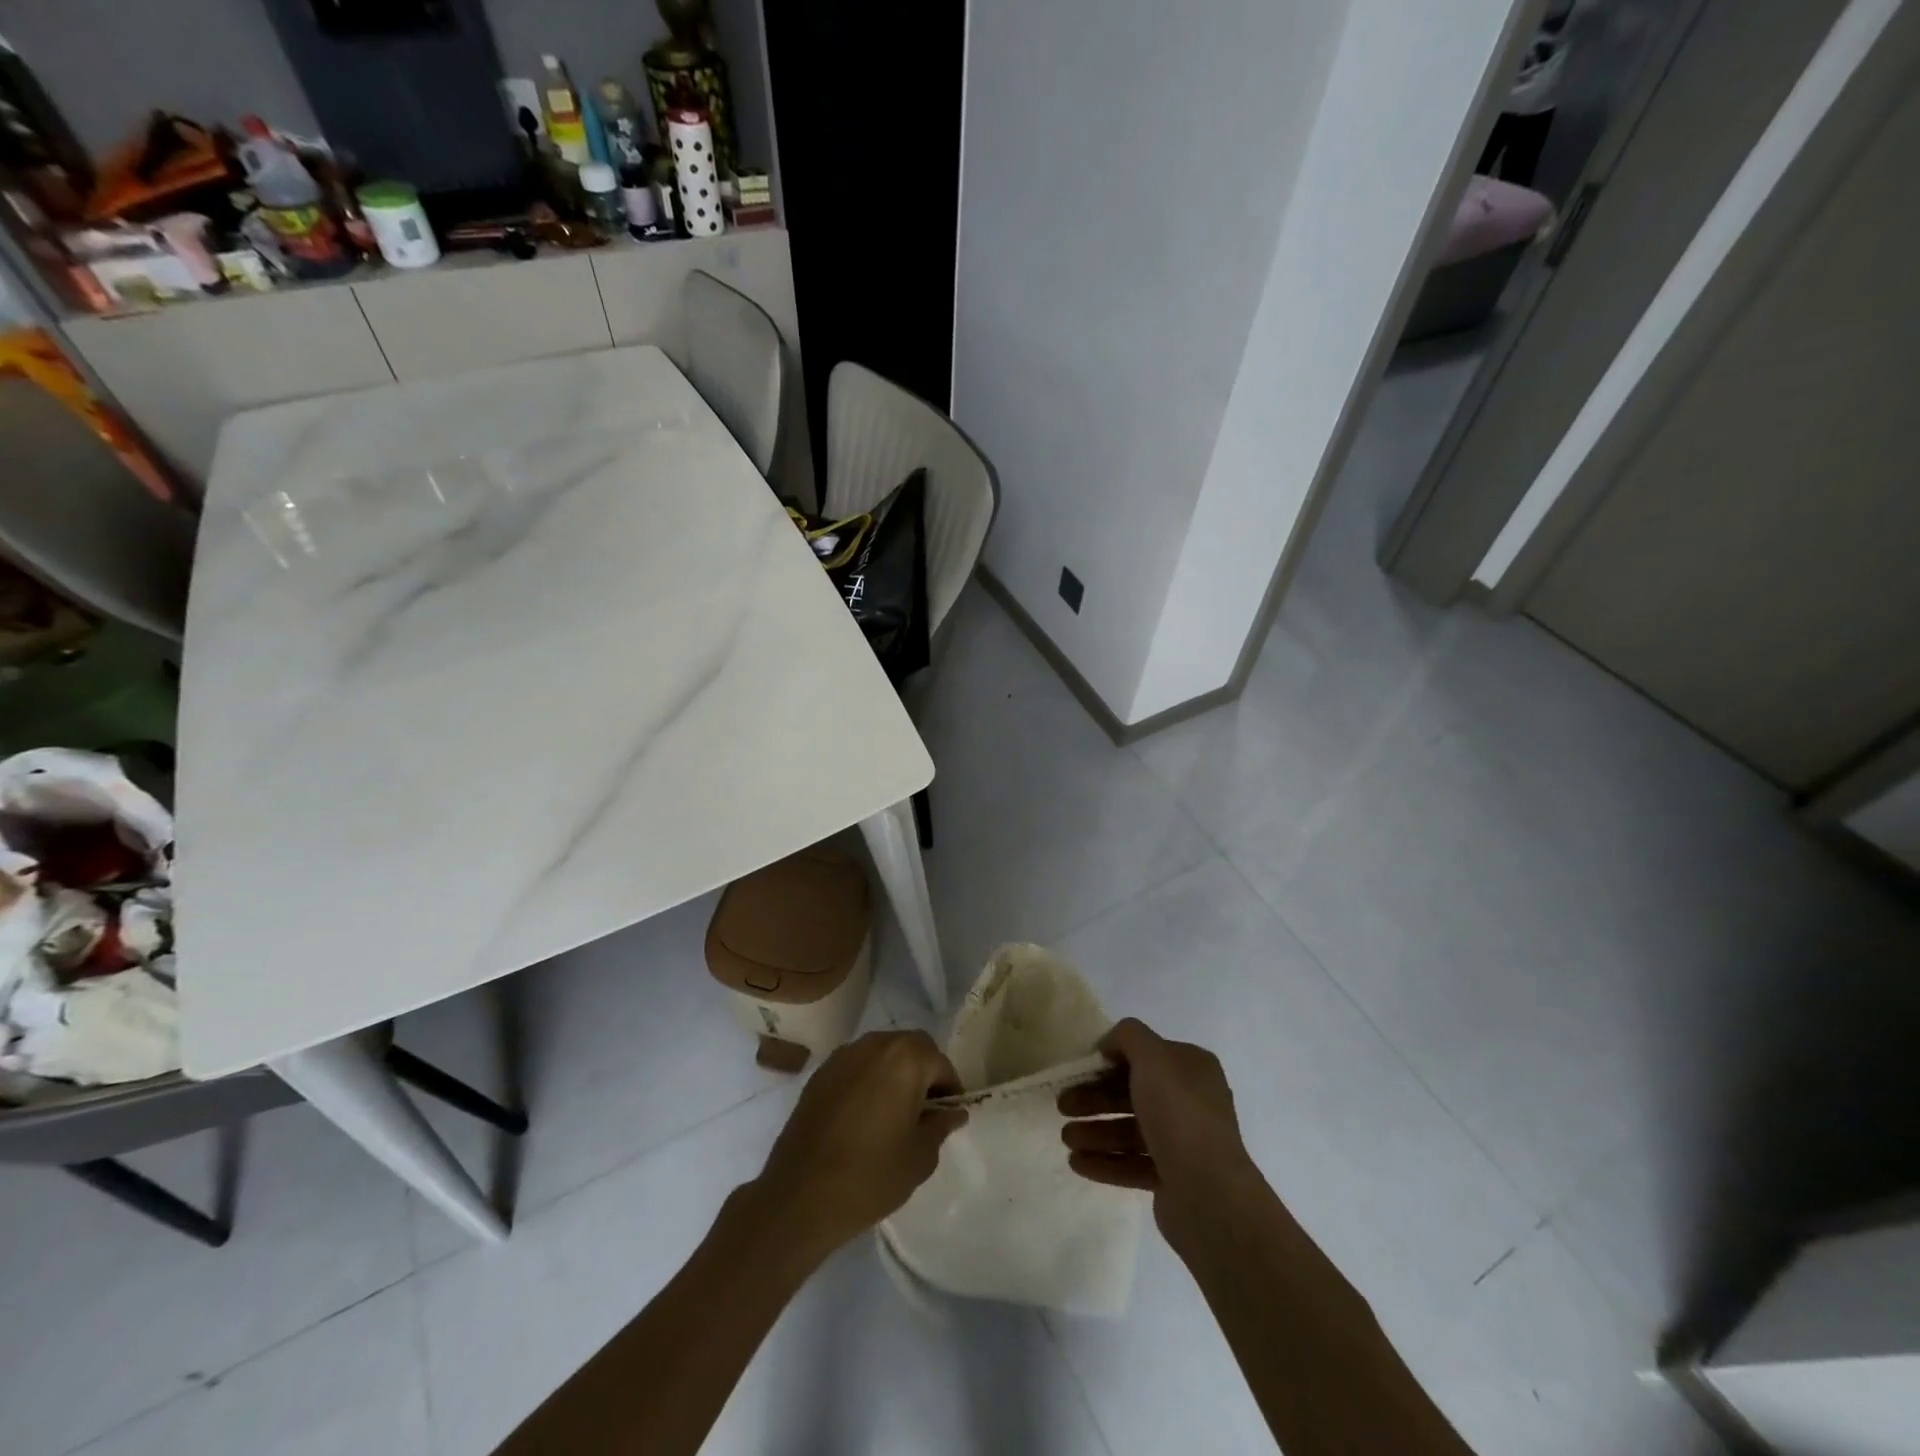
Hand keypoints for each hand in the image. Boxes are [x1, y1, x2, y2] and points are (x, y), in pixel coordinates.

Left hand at [752, 1030, 966, 1259]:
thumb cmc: (870, 1176)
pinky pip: (857, 1065)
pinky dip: (868, 1079)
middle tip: (924, 1111)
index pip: (941, 1063)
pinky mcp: (821, 1072)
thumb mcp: (920, 1157)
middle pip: (912, 1047)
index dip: (950, 1090)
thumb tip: (952, 1112)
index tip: (948, 1117)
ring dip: (895, 1072)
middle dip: (924, 1072)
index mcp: (906, 1058)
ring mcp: (844, 1055)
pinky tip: (863, 1115)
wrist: (800, 1196)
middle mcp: (875, 1044)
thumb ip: (940, 1126)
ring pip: (882, 1052)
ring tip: (893, 1113)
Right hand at [1058, 1018, 1265, 1245]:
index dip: (1111, 1059)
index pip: (1146, 1055)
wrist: (1209, 1194)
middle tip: (1062, 1105)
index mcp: (1192, 1068)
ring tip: (1066, 1138)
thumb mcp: (1152, 1056)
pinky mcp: (1173, 1179)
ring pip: (1130, 1130)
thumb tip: (1111, 1043)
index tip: (1081, 1068)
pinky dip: (1105, 1161)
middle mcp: (1190, 1101)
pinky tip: (1077, 1163)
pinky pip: (1132, 1164)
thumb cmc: (1178, 1114)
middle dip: (1095, 1098)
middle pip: (1133, 1093)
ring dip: (1095, 1131)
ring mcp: (1183, 1143)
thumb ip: (1129, 1036)